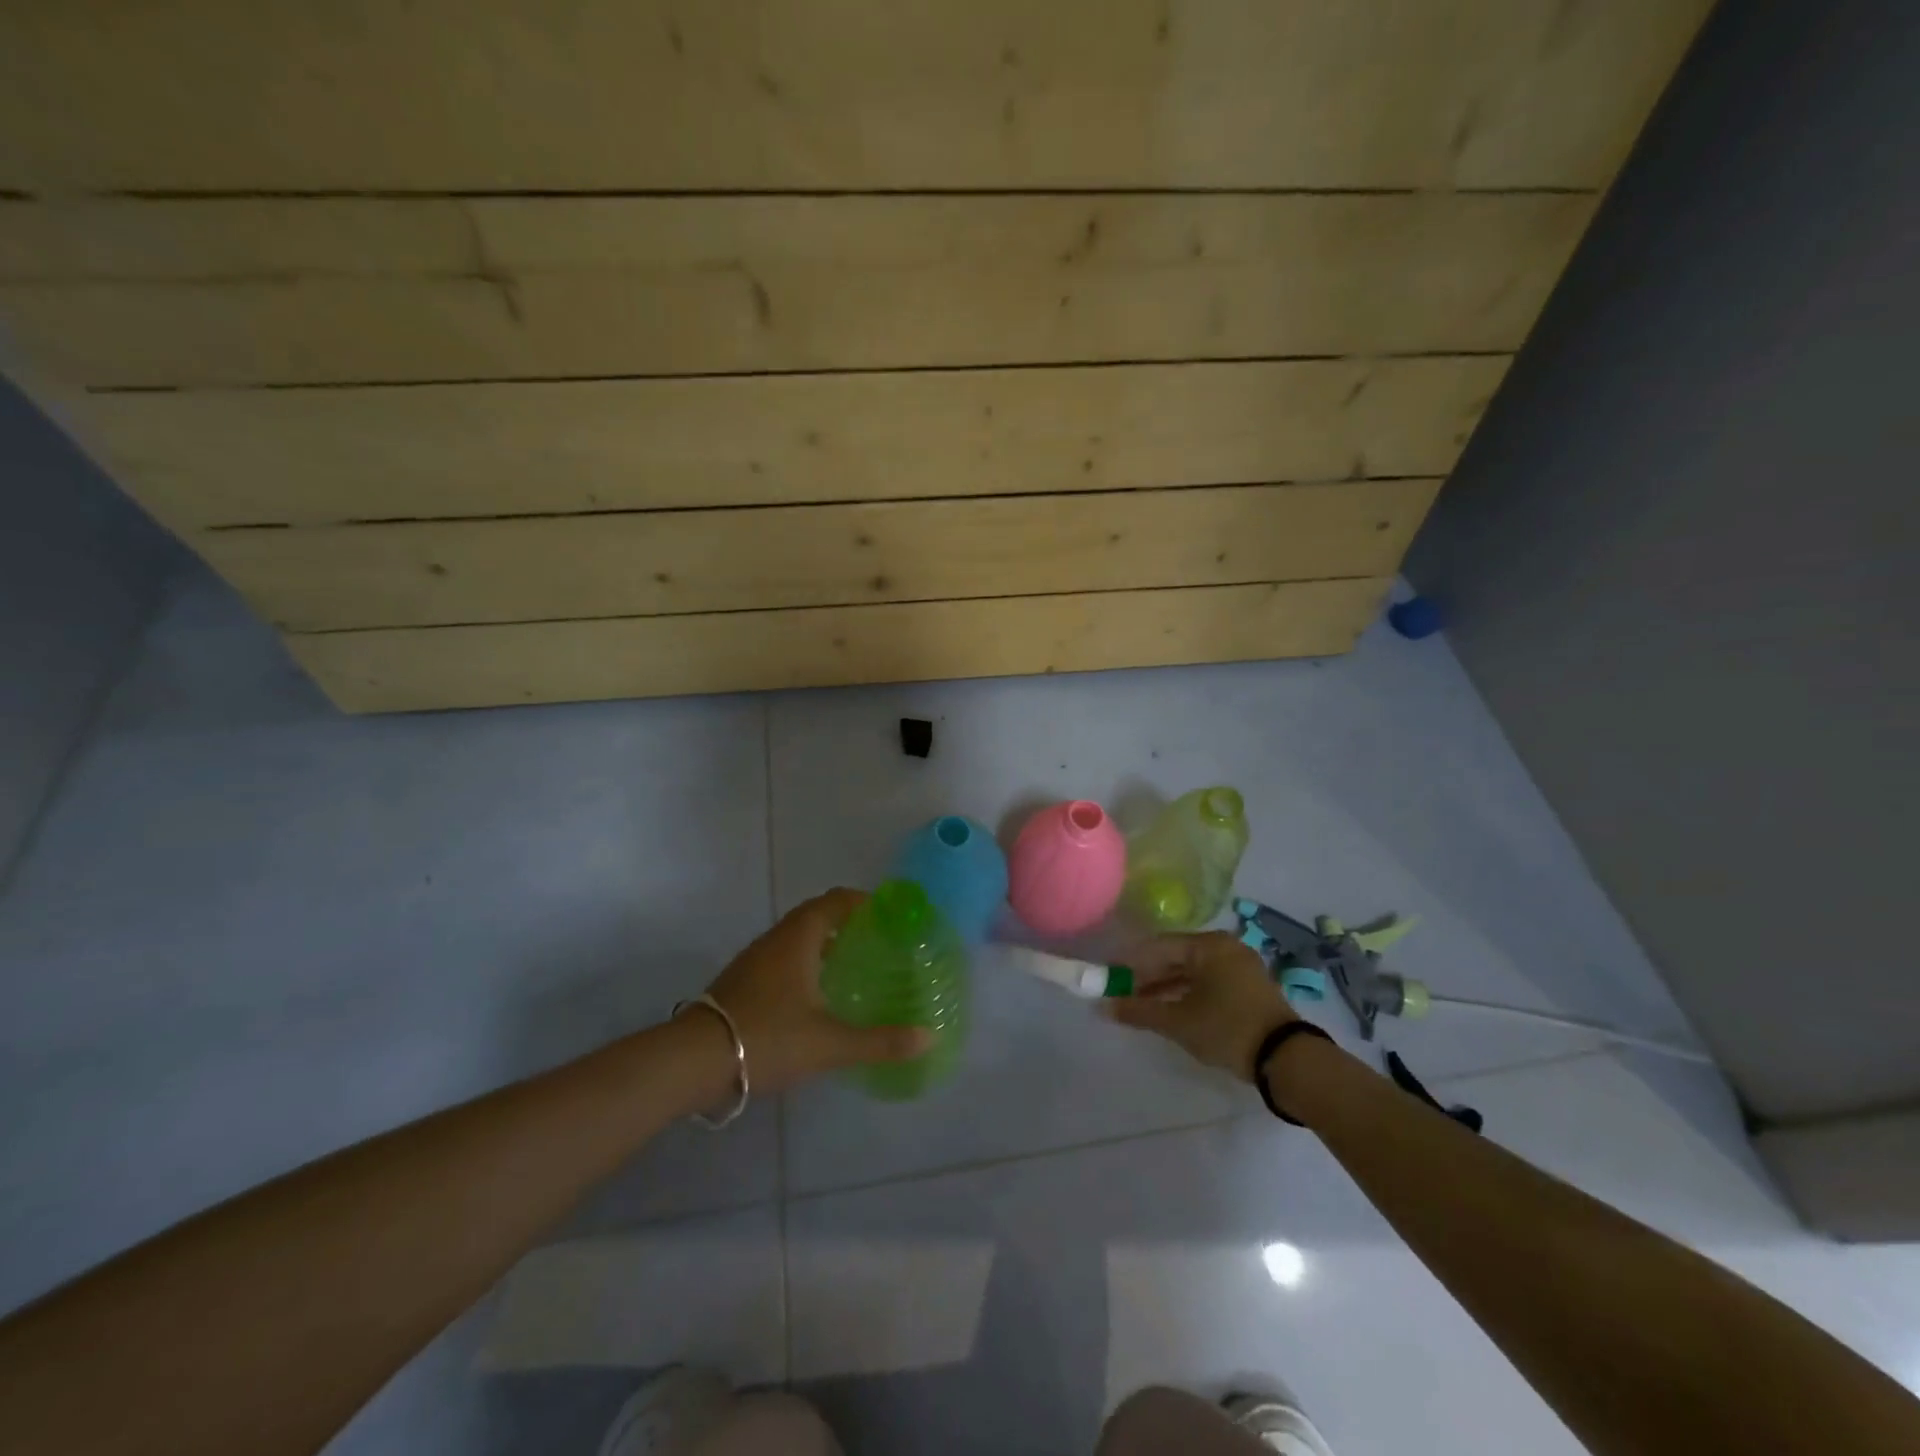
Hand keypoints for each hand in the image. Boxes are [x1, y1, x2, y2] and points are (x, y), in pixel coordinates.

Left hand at [702, 889, 932, 1093]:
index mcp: (798, 938)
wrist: (693, 1061)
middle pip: (816, 916)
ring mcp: (754, 960)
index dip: (863, 901)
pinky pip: (782, 957)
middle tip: (878, 941)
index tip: (889, 914)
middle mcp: (775, 939)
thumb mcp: (829, 1043)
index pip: (835, 901)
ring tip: (853, 965)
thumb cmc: (767, 1038)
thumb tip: (929, 1037)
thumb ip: (879, 1040)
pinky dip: (805, 962)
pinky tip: (816, 994)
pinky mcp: (741, 981)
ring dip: (824, 943)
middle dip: (847, 922)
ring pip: (796, 938)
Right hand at [1106, 930, 1297, 1080]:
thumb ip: (1139, 1011)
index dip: (1130, 963)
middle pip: (1175, 957)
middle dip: (1147, 977)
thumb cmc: (1227, 1029)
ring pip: (1192, 971)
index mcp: (1208, 945)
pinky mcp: (1249, 986)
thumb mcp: (1178, 1022)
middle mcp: (1225, 947)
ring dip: (1165, 987)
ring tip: (1141, 1005)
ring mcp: (1240, 966)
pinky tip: (1170, 1009)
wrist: (1288, 1060)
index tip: (1109, 979)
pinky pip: (1208, 981)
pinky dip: (1187, 993)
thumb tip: (1103, 1007)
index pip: (1157, 946)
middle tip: (1122, 995)